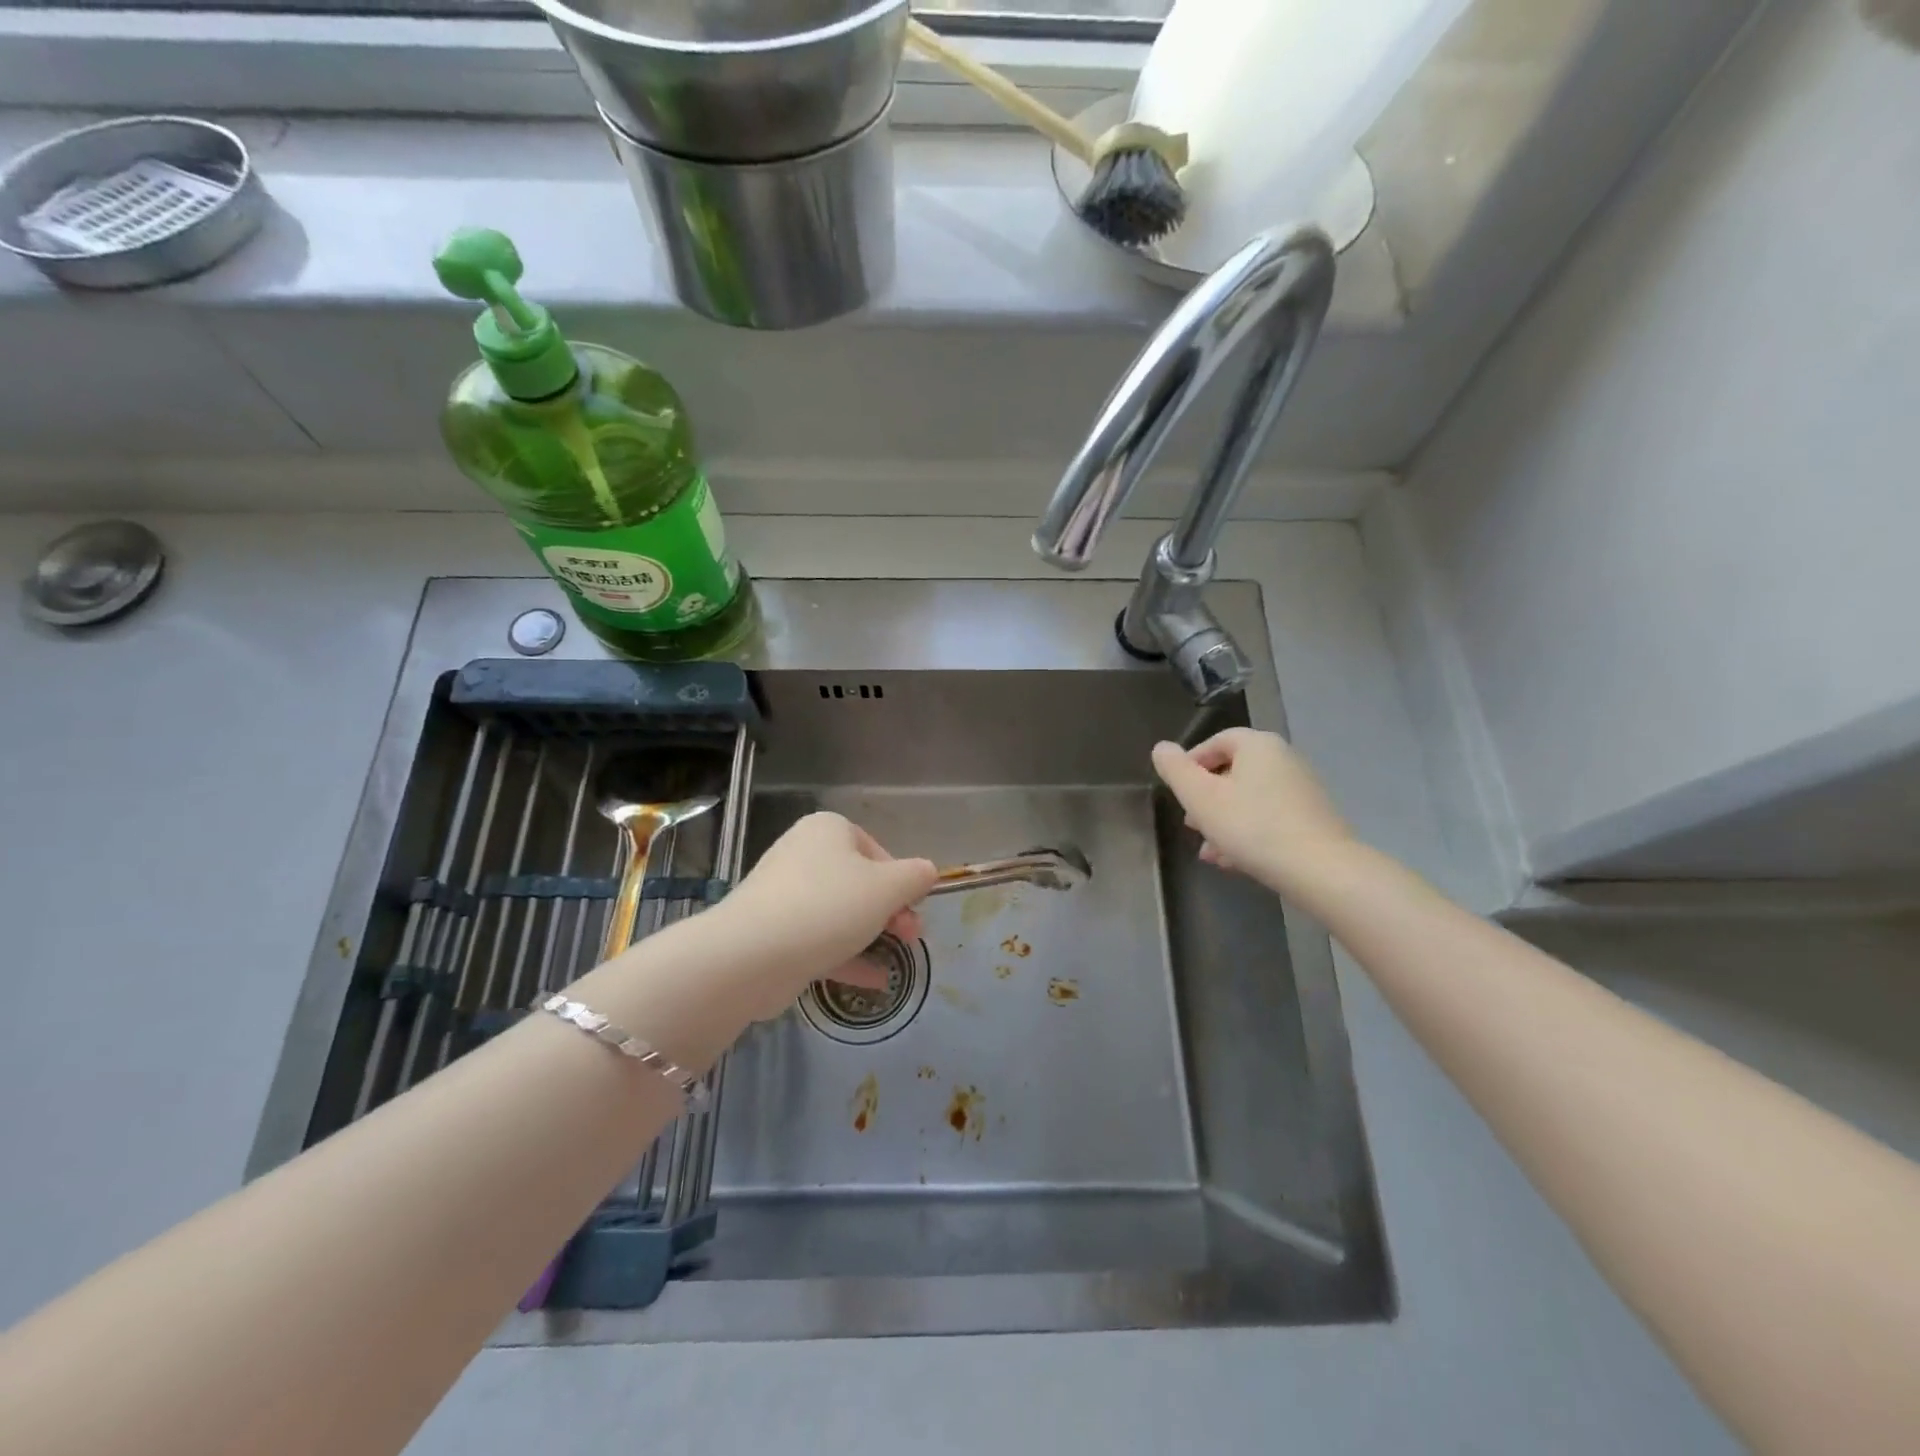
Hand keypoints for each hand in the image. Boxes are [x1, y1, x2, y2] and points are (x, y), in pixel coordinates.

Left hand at [712, 812, 937, 1019]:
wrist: (752, 955)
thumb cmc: (829, 906)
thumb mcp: (887, 888)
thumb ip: (915, 877)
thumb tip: (928, 871)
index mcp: (828, 830)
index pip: (876, 849)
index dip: (901, 880)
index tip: (913, 908)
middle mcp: (803, 854)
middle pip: (859, 881)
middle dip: (891, 911)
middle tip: (912, 937)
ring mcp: (784, 895)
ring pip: (839, 913)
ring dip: (873, 935)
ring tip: (899, 959)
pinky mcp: (774, 933)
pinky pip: (819, 940)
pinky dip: (848, 957)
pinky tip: (876, 981)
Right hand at [1151, 729, 1356, 896]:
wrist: (1321, 869)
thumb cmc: (1252, 826)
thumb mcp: (1200, 797)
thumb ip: (1175, 770)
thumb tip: (1161, 748)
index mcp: (1258, 745)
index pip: (1216, 742)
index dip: (1190, 764)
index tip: (1178, 793)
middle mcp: (1284, 758)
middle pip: (1233, 771)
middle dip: (1206, 798)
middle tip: (1191, 824)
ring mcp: (1302, 789)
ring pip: (1249, 798)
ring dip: (1224, 820)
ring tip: (1208, 850)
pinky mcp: (1313, 818)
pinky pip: (1270, 817)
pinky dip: (1248, 831)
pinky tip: (1234, 860)